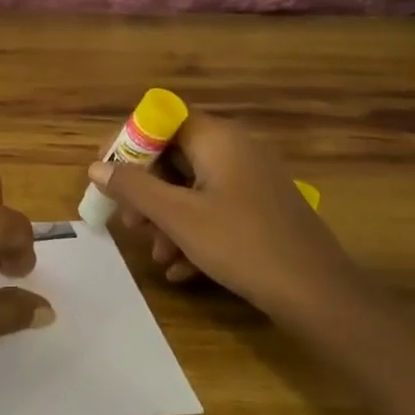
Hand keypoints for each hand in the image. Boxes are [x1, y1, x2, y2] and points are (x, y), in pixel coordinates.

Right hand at [90, 116, 362, 323]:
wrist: (319, 295)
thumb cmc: (242, 244)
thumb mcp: (178, 217)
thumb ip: (133, 187)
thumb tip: (96, 166)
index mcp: (217, 138)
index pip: (160, 118)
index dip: (128, 141)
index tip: (106, 172)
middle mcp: (235, 149)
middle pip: (173, 155)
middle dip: (145, 190)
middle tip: (129, 223)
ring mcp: (251, 180)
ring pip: (191, 187)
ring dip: (166, 218)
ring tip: (156, 254)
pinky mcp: (260, 209)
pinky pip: (214, 208)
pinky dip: (192, 231)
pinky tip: (179, 269)